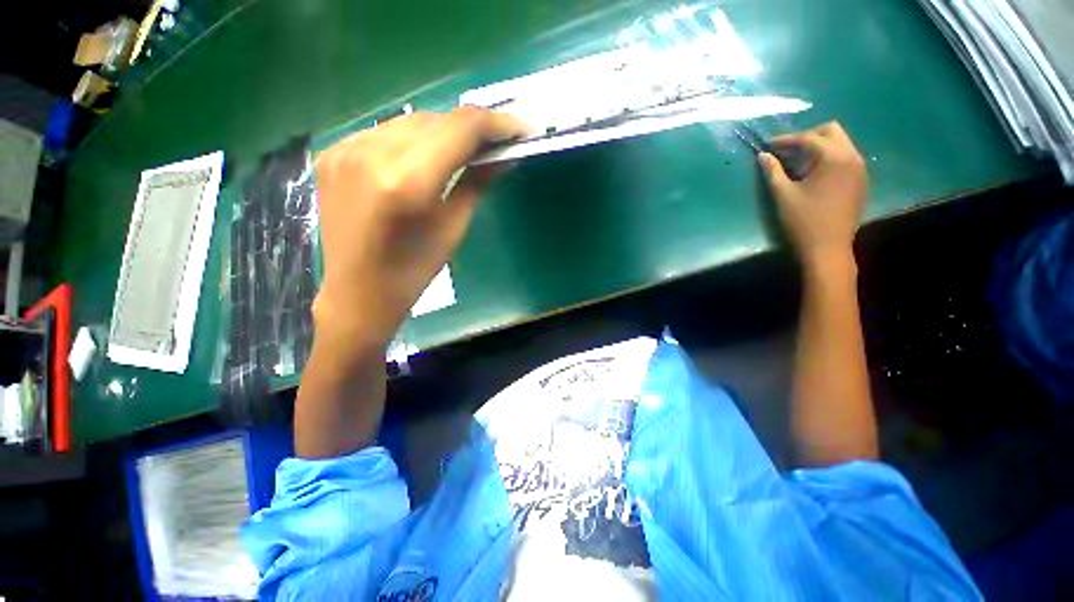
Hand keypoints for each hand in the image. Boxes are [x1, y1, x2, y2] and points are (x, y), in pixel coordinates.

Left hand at [312, 107, 527, 348]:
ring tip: (464, 150)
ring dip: (443, 131)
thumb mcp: (453, 228)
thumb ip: (476, 183)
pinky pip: (385, 132)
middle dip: (471, 127)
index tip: (521, 128)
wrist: (357, 292)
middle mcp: (371, 154)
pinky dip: (413, 139)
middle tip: (496, 142)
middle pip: (435, 119)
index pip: (459, 129)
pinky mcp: (333, 153)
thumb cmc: (414, 270)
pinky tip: (424, 158)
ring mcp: (345, 149)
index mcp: (407, 182)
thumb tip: (504, 157)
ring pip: (410, 121)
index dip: (496, 123)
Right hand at [759, 122, 867, 268]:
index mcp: (835, 158)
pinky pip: (846, 158)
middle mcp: (853, 157)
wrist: (828, 248)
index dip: (787, 140)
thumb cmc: (803, 221)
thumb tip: (763, 156)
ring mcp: (860, 169)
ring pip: (841, 143)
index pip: (810, 138)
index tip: (769, 145)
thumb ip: (773, 171)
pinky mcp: (861, 181)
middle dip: (808, 137)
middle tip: (786, 150)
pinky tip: (814, 173)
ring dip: (819, 147)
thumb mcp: (783, 195)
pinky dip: (829, 158)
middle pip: (832, 131)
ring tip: (798, 162)